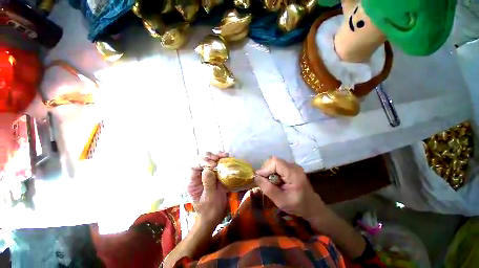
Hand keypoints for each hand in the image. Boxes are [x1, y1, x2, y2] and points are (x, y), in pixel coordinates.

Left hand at [188, 152, 227, 226]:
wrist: (215, 216)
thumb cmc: (210, 210)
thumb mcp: (209, 198)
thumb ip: (208, 183)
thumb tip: (208, 169)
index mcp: (193, 181)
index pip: (194, 166)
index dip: (202, 162)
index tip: (213, 164)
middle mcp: (199, 175)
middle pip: (201, 159)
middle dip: (209, 156)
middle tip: (218, 158)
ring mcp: (207, 173)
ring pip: (209, 159)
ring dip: (217, 155)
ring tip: (224, 155)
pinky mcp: (216, 174)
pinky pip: (218, 163)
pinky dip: (222, 159)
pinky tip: (227, 157)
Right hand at [254, 157, 326, 222]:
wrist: (312, 207)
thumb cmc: (298, 206)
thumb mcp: (281, 201)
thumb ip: (268, 188)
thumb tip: (255, 177)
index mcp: (294, 174)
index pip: (276, 162)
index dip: (266, 168)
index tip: (260, 178)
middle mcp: (294, 166)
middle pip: (274, 161)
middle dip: (267, 170)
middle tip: (265, 182)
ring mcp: (293, 166)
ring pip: (275, 163)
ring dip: (269, 171)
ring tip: (270, 183)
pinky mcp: (291, 167)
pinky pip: (278, 166)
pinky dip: (273, 172)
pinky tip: (275, 181)